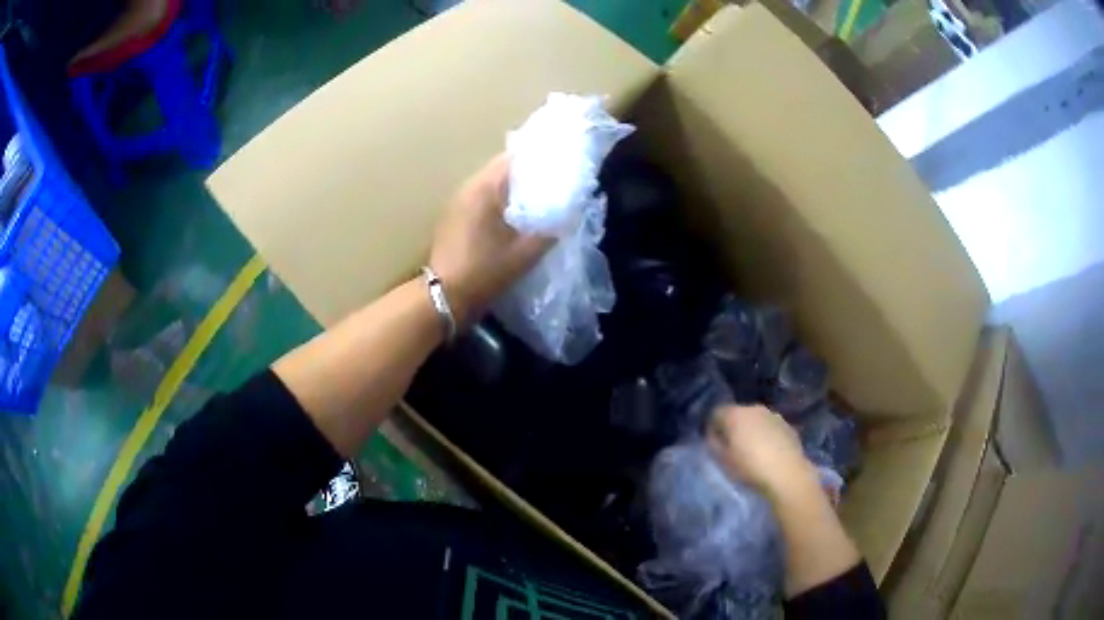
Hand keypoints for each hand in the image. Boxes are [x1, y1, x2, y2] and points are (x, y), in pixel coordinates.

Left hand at [429, 153, 552, 325]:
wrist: (444, 297)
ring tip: (537, 200)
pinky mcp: (453, 217)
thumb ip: (550, 230)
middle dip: (528, 175)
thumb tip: (569, 214)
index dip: (539, 160)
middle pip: (502, 169)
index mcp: (485, 189)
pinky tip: (514, 217)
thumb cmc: (484, 272)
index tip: (559, 166)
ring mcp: (457, 202)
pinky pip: (481, 198)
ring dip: (513, 189)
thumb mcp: (525, 254)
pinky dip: (499, 201)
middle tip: (553, 184)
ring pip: (491, 185)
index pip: (514, 158)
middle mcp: (468, 188)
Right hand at [708, 405, 820, 500]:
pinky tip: (768, 452)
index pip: (716, 413)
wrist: (787, 473)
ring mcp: (773, 415)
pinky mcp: (787, 425)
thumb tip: (714, 436)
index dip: (712, 428)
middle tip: (732, 448)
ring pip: (755, 420)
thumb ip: (714, 444)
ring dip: (751, 430)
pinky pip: (770, 427)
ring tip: (752, 451)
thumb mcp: (723, 460)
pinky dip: (766, 435)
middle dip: (733, 427)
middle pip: (737, 414)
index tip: (713, 443)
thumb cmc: (750, 467)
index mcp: (735, 414)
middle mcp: (754, 409)